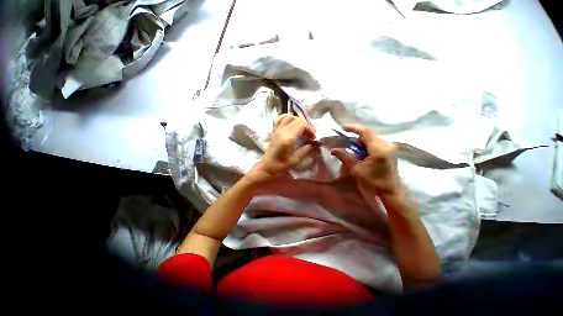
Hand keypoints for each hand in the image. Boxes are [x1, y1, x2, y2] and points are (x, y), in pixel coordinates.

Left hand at [246, 114, 316, 182]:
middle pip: (296, 119)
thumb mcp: (296, 160)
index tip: (313, 138)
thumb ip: (306, 150)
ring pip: (288, 116)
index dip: (310, 129)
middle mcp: (282, 130)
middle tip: (308, 134)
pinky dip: (286, 118)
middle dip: (305, 125)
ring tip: (300, 129)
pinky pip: (279, 119)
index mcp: (288, 137)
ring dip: (296, 120)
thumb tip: (314, 143)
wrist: (267, 167)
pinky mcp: (274, 131)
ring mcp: (276, 129)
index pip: (302, 124)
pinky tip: (290, 124)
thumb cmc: (281, 165)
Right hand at [331, 125, 402, 205]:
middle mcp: (387, 144)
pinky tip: (360, 152)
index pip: (365, 132)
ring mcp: (390, 148)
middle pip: (368, 135)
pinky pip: (376, 144)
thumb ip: (345, 156)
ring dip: (360, 142)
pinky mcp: (390, 152)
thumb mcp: (356, 169)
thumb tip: (333, 150)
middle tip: (344, 141)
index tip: (342, 127)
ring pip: (372, 139)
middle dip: (355, 137)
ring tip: (350, 148)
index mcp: (379, 148)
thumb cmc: (373, 183)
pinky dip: (366, 146)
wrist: (391, 194)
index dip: (353, 128)